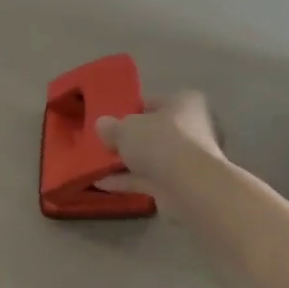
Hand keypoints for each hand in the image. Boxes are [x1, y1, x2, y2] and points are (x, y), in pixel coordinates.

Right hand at [95, 91, 224, 206]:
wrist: (189, 186)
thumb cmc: (160, 142)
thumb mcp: (126, 128)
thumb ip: (112, 127)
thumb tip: (102, 125)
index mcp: (185, 103)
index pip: (155, 101)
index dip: (132, 109)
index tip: (111, 118)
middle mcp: (191, 128)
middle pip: (154, 132)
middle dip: (130, 139)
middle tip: (104, 142)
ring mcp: (186, 159)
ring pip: (151, 157)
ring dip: (127, 162)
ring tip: (97, 164)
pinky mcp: (179, 184)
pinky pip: (148, 179)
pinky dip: (127, 181)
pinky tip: (101, 183)